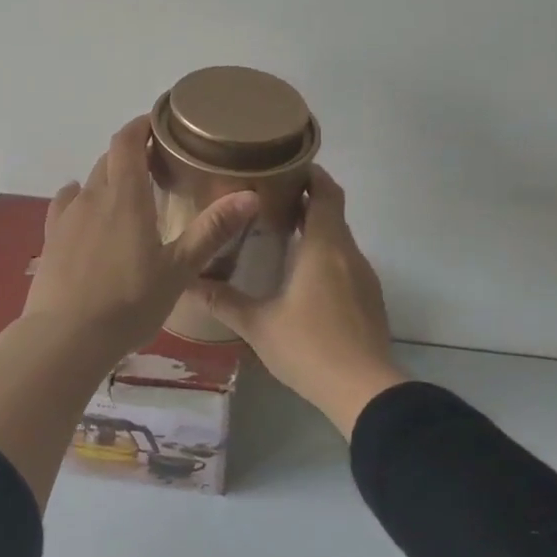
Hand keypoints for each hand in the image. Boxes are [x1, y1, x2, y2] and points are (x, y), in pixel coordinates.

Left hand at [24, 117, 260, 356]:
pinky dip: (80, 199)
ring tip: (127, 194)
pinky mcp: (50, 240)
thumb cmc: (130, 301)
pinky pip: (65, 206)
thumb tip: (251, 195)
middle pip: (109, 160)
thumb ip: (212, 230)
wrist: (66, 337)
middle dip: (130, 153)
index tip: (158, 123)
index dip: (140, 126)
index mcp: (125, 196)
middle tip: (156, 165)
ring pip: (88, 183)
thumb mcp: (179, 269)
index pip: (127, 141)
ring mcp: (67, 218)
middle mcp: (92, 196)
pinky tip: (85, 212)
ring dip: (107, 179)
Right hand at [189, 167, 406, 436]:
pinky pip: (346, 262)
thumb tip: (188, 283)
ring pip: (340, 238)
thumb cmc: (309, 347)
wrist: (365, 391)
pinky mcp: (369, 299)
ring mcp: (363, 277)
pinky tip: (303, 277)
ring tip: (280, 233)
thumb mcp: (258, 324)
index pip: (325, 192)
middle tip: (268, 198)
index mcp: (324, 246)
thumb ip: (223, 301)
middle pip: (332, 211)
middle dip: (306, 199)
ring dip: (316, 229)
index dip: (310, 173)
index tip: (283, 166)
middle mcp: (348, 253)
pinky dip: (325, 255)